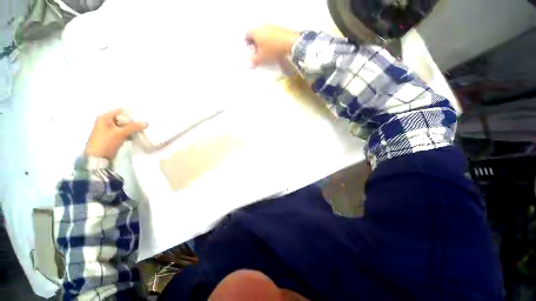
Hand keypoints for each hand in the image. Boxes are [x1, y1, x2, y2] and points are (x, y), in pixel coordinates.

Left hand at [85, 109, 147, 158]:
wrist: (97, 158)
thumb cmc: (105, 142)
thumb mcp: (119, 133)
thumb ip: (133, 127)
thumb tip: (146, 123)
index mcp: (105, 117)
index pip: (121, 111)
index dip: (132, 114)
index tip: (143, 118)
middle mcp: (106, 122)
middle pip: (123, 119)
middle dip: (134, 122)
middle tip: (144, 126)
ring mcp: (109, 130)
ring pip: (124, 126)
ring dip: (133, 129)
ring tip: (142, 131)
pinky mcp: (113, 137)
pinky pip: (124, 132)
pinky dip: (130, 134)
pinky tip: (136, 136)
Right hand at [246, 25, 300, 67]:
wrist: (291, 44)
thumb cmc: (272, 51)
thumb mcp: (261, 58)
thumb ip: (253, 60)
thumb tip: (250, 62)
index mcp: (255, 31)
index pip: (246, 34)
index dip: (247, 43)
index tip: (251, 50)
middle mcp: (263, 26)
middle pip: (255, 33)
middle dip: (256, 43)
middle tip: (258, 52)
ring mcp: (272, 26)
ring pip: (264, 33)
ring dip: (264, 42)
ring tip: (267, 52)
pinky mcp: (281, 28)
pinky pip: (273, 34)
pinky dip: (271, 40)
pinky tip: (275, 48)